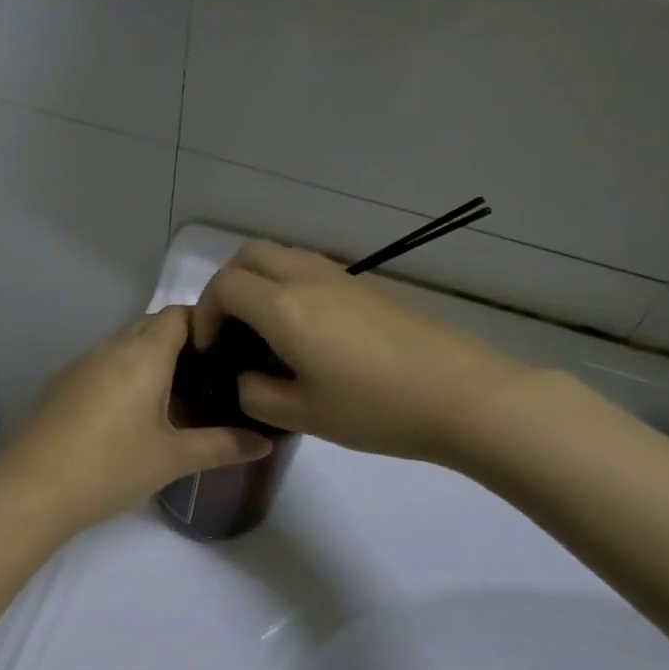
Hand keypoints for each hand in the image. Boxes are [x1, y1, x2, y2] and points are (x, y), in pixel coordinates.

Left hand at [0, 306, 272, 536]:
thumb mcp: (173, 459)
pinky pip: (103, 364)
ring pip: (125, 344)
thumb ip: (222, 446)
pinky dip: (125, 374)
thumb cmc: (110, 466)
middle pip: (152, 325)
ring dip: (151, 359)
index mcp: (143, 353)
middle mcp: (111, 347)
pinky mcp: (62, 384)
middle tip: (210, 377)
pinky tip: (133, 413)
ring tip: (177, 396)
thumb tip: (264, 443)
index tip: (229, 351)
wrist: (31, 489)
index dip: (207, 323)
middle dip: (182, 342)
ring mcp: (81, 364)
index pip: (180, 314)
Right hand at [192, 240, 543, 470]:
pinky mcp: (367, 286)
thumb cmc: (376, 408)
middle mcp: (307, 278)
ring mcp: (341, 277)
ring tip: (264, 329)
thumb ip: (256, 395)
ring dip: (259, 280)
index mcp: (284, 307)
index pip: (224, 286)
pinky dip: (289, 285)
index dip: (204, 313)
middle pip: (249, 254)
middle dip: (226, 285)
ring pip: (282, 255)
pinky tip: (307, 331)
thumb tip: (245, 379)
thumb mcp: (303, 415)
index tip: (209, 348)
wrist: (463, 394)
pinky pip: (311, 268)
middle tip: (230, 328)